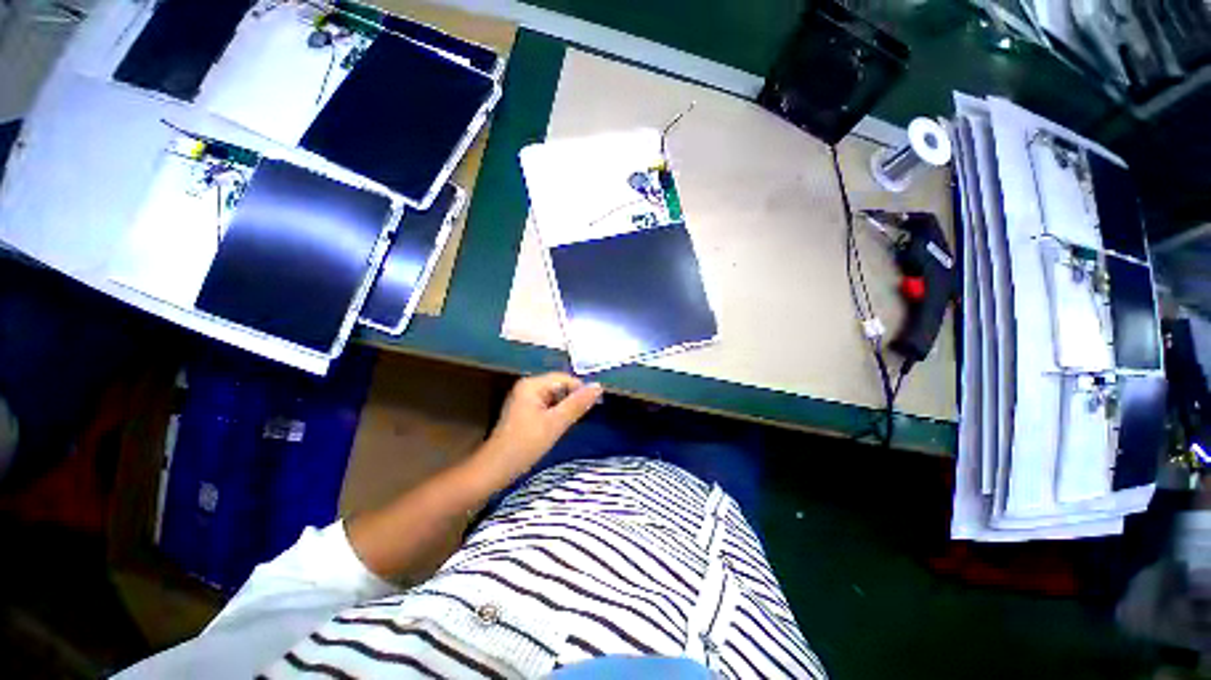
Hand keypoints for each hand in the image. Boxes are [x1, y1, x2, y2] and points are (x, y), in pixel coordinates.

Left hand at [474, 373, 602, 485]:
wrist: (496, 469)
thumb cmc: (525, 444)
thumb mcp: (555, 423)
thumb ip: (577, 404)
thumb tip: (599, 386)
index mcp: (533, 384)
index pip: (565, 379)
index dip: (581, 391)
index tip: (594, 407)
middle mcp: (528, 386)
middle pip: (560, 386)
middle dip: (573, 400)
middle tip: (582, 418)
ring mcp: (525, 398)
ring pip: (555, 397)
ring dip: (565, 408)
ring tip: (571, 423)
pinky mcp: (525, 411)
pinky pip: (548, 406)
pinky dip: (556, 414)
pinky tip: (559, 427)